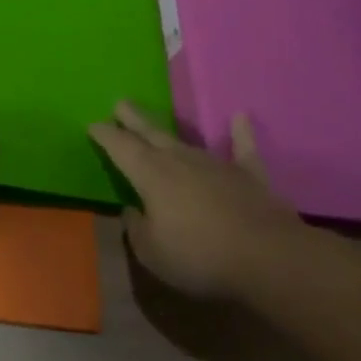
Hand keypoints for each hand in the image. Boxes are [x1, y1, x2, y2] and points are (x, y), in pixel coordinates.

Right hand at [89, 103, 299, 298]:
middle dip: (131, 117)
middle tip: (119, 103)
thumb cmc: (200, 256)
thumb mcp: (152, 253)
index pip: (119, 146)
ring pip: (185, 140)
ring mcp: (214, 163)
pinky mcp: (248, 174)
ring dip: (168, 133)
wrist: (267, 257)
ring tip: (156, 125)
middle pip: (149, 131)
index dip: (104, 134)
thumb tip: (132, 210)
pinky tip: (241, 117)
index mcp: (149, 173)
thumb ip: (136, 228)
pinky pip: (243, 148)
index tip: (92, 125)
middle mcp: (178, 158)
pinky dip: (241, 133)